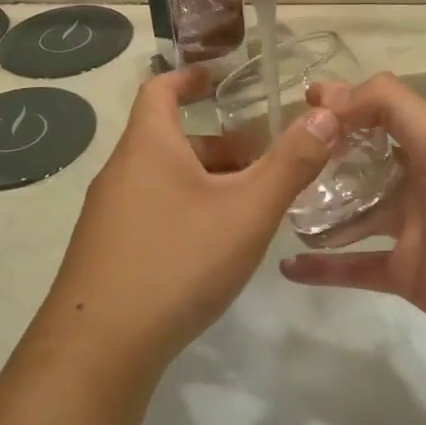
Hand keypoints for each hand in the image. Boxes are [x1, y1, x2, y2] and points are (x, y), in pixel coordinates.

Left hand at [36, 65, 341, 380]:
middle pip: (170, 140)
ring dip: (205, 181)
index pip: (160, 89)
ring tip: (249, 205)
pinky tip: (213, 246)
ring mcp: (108, 214)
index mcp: (147, 146)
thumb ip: (290, 164)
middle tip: (263, 159)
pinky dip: (186, 210)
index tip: (218, 77)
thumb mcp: (246, 211)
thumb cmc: (177, 261)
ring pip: (163, 180)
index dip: (189, 77)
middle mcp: (121, 171)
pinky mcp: (106, 251)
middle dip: (219, 144)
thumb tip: (326, 114)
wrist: (99, 347)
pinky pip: (152, 211)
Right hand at [280, 74, 425, 383]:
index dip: (341, 104)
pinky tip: (287, 267)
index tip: (296, 105)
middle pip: (359, 163)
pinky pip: (355, 267)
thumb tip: (330, 98)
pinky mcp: (406, 275)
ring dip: (317, 211)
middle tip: (273, 159)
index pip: (377, 112)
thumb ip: (388, 106)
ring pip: (353, 214)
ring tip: (274, 207)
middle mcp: (418, 182)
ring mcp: (411, 231)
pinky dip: (323, 269)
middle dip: (320, 158)